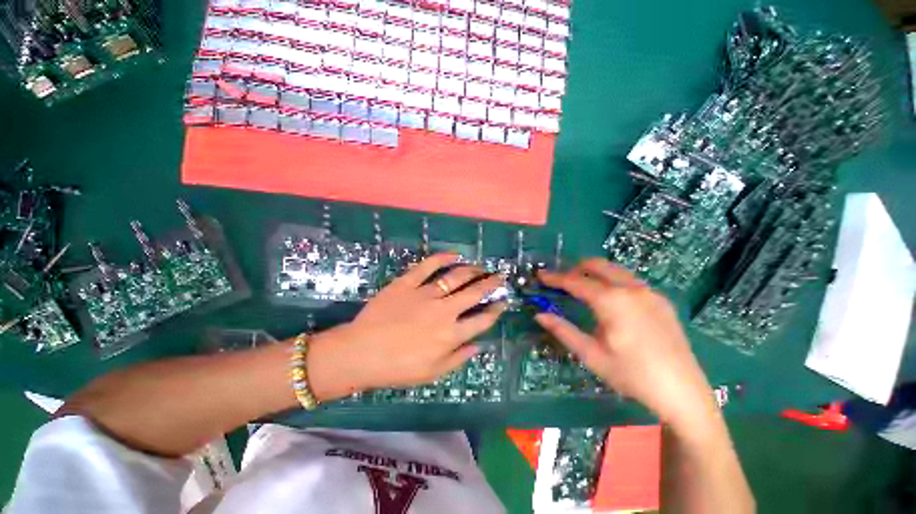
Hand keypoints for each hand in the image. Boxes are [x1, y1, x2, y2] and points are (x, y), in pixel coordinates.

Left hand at [308, 253, 506, 396]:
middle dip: (491, 283)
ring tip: (480, 267)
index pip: (482, 320)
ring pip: (456, 276)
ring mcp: (426, 294)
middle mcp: (444, 310)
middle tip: (498, 277)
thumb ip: (459, 358)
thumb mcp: (432, 372)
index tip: (502, 302)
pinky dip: (443, 258)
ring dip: (472, 270)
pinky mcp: (408, 283)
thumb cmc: (397, 368)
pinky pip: (428, 266)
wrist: (361, 353)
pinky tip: (454, 255)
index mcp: (451, 334)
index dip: (496, 310)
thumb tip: (479, 345)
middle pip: (474, 292)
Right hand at [535, 259, 717, 431]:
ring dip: (594, 273)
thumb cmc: (632, 375)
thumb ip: (563, 330)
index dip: (555, 278)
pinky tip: (610, 301)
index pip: (576, 282)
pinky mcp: (661, 301)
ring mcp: (650, 293)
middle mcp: (632, 289)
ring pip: (615, 270)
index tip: (540, 275)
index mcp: (612, 301)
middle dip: (576, 268)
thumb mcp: (591, 355)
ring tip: (582, 288)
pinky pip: (630, 281)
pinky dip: (612, 281)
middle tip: (561, 282)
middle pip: (598, 265)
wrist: (684, 393)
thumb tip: (539, 315)